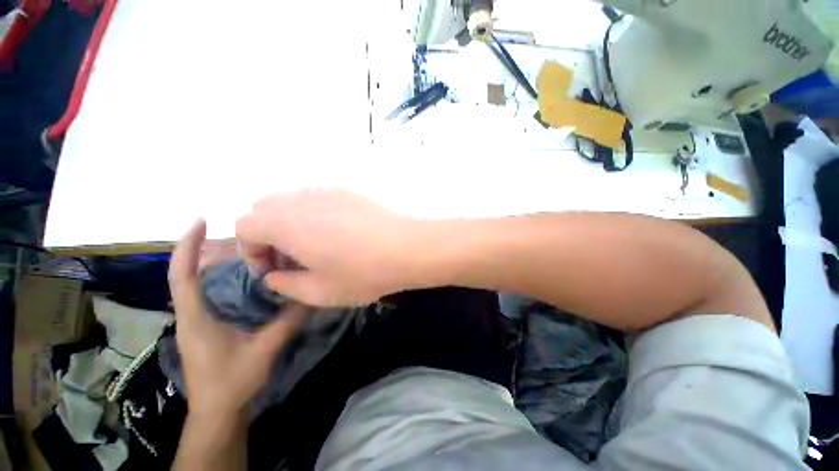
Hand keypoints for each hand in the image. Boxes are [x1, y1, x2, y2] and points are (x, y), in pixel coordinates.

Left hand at [169, 220, 305, 415]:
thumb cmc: (232, 382)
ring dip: (220, 264)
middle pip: (191, 273)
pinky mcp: (207, 327)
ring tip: (249, 251)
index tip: (199, 220)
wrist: (217, 412)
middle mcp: (192, 314)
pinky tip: (250, 280)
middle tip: (242, 235)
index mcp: (196, 317)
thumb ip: (287, 321)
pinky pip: (213, 295)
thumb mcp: (264, 349)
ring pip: (203, 284)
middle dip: (208, 249)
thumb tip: (310, 296)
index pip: (182, 275)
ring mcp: (198, 321)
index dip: (186, 246)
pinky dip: (227, 281)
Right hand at [235, 188, 419, 306]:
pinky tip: (337, 232)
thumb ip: (286, 285)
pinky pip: (316, 198)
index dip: (252, 251)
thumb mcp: (319, 292)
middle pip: (263, 208)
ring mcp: (326, 191)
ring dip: (289, 222)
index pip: (244, 226)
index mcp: (285, 223)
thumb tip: (273, 276)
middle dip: (267, 234)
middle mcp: (301, 199)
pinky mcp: (347, 191)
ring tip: (314, 246)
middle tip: (292, 258)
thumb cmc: (364, 273)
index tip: (274, 270)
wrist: (407, 247)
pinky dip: (312, 213)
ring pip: (290, 200)